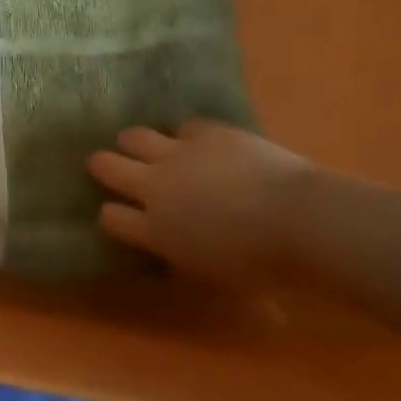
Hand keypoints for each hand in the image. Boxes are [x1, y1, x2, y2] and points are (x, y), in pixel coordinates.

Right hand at [87, 122, 315, 280]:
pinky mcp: (207, 132)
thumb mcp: (210, 273)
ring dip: (134, 143)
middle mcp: (156, 186)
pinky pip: (182, 126)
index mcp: (155, 230)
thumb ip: (179, 253)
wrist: (297, 219)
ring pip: (135, 137)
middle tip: (107, 166)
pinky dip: (184, 136)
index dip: (112, 215)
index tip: (119, 215)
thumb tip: (170, 243)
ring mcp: (178, 153)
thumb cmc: (260, 265)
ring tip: (142, 146)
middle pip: (108, 167)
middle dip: (103, 166)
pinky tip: (196, 142)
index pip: (111, 217)